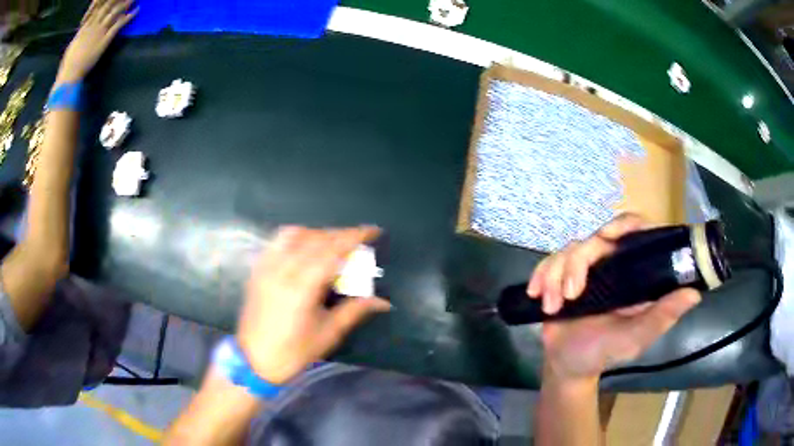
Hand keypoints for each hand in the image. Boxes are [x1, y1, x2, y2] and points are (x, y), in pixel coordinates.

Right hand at [57, 0, 137, 83]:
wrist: (70, 74)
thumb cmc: (68, 64)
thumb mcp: (72, 45)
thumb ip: (79, 35)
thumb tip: (81, 30)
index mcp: (85, 27)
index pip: (97, 9)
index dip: (105, 1)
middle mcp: (93, 25)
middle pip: (107, 6)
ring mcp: (99, 31)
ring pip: (115, 12)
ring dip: (125, 3)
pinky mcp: (105, 39)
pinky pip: (119, 25)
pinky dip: (128, 16)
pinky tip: (136, 10)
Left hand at [237, 226, 390, 384]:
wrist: (253, 361)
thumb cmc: (293, 352)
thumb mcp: (328, 334)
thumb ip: (355, 310)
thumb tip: (383, 301)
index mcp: (301, 288)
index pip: (331, 251)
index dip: (354, 237)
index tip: (372, 231)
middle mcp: (282, 270)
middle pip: (316, 239)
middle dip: (341, 235)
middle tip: (359, 240)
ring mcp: (266, 267)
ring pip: (295, 235)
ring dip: (318, 234)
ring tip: (333, 244)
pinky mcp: (258, 270)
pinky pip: (277, 241)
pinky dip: (297, 237)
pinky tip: (306, 247)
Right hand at [527, 214, 701, 381]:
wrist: (567, 366)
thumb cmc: (604, 352)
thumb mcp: (635, 338)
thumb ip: (661, 317)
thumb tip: (694, 293)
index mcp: (633, 273)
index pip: (635, 231)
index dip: (625, 225)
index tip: (609, 238)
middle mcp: (610, 264)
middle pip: (595, 238)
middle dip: (578, 263)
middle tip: (572, 292)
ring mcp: (585, 270)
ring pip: (569, 250)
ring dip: (556, 277)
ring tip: (554, 307)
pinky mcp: (560, 276)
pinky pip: (548, 263)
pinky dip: (541, 277)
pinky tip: (538, 296)